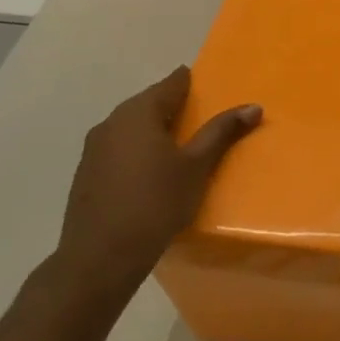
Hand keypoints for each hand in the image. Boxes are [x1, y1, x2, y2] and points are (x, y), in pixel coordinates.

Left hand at [53, 66, 260, 308]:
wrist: (100, 258)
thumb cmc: (155, 203)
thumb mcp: (197, 166)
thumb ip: (221, 132)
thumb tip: (253, 106)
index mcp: (139, 113)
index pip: (170, 84)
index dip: (190, 82)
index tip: (208, 86)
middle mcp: (111, 122)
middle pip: (148, 104)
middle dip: (173, 107)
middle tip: (202, 118)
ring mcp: (94, 149)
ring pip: (131, 128)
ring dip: (155, 130)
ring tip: (181, 146)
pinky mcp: (86, 174)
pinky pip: (119, 149)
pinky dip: (138, 151)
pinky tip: (152, 171)